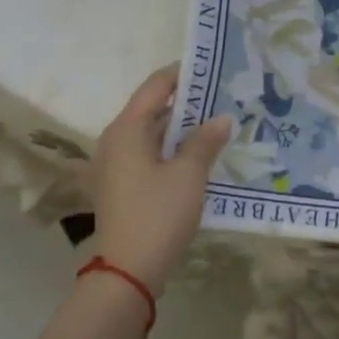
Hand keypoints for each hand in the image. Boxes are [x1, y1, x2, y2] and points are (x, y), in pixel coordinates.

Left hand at [91, 64, 231, 295]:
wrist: (128, 271)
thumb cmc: (158, 214)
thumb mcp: (189, 175)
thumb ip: (206, 141)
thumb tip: (222, 117)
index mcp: (126, 129)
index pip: (155, 86)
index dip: (182, 74)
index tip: (212, 67)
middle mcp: (115, 141)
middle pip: (152, 109)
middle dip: (187, 102)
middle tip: (223, 96)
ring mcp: (115, 165)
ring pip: (152, 134)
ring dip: (181, 128)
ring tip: (217, 122)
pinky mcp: (122, 186)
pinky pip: (149, 155)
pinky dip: (172, 149)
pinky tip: (200, 155)